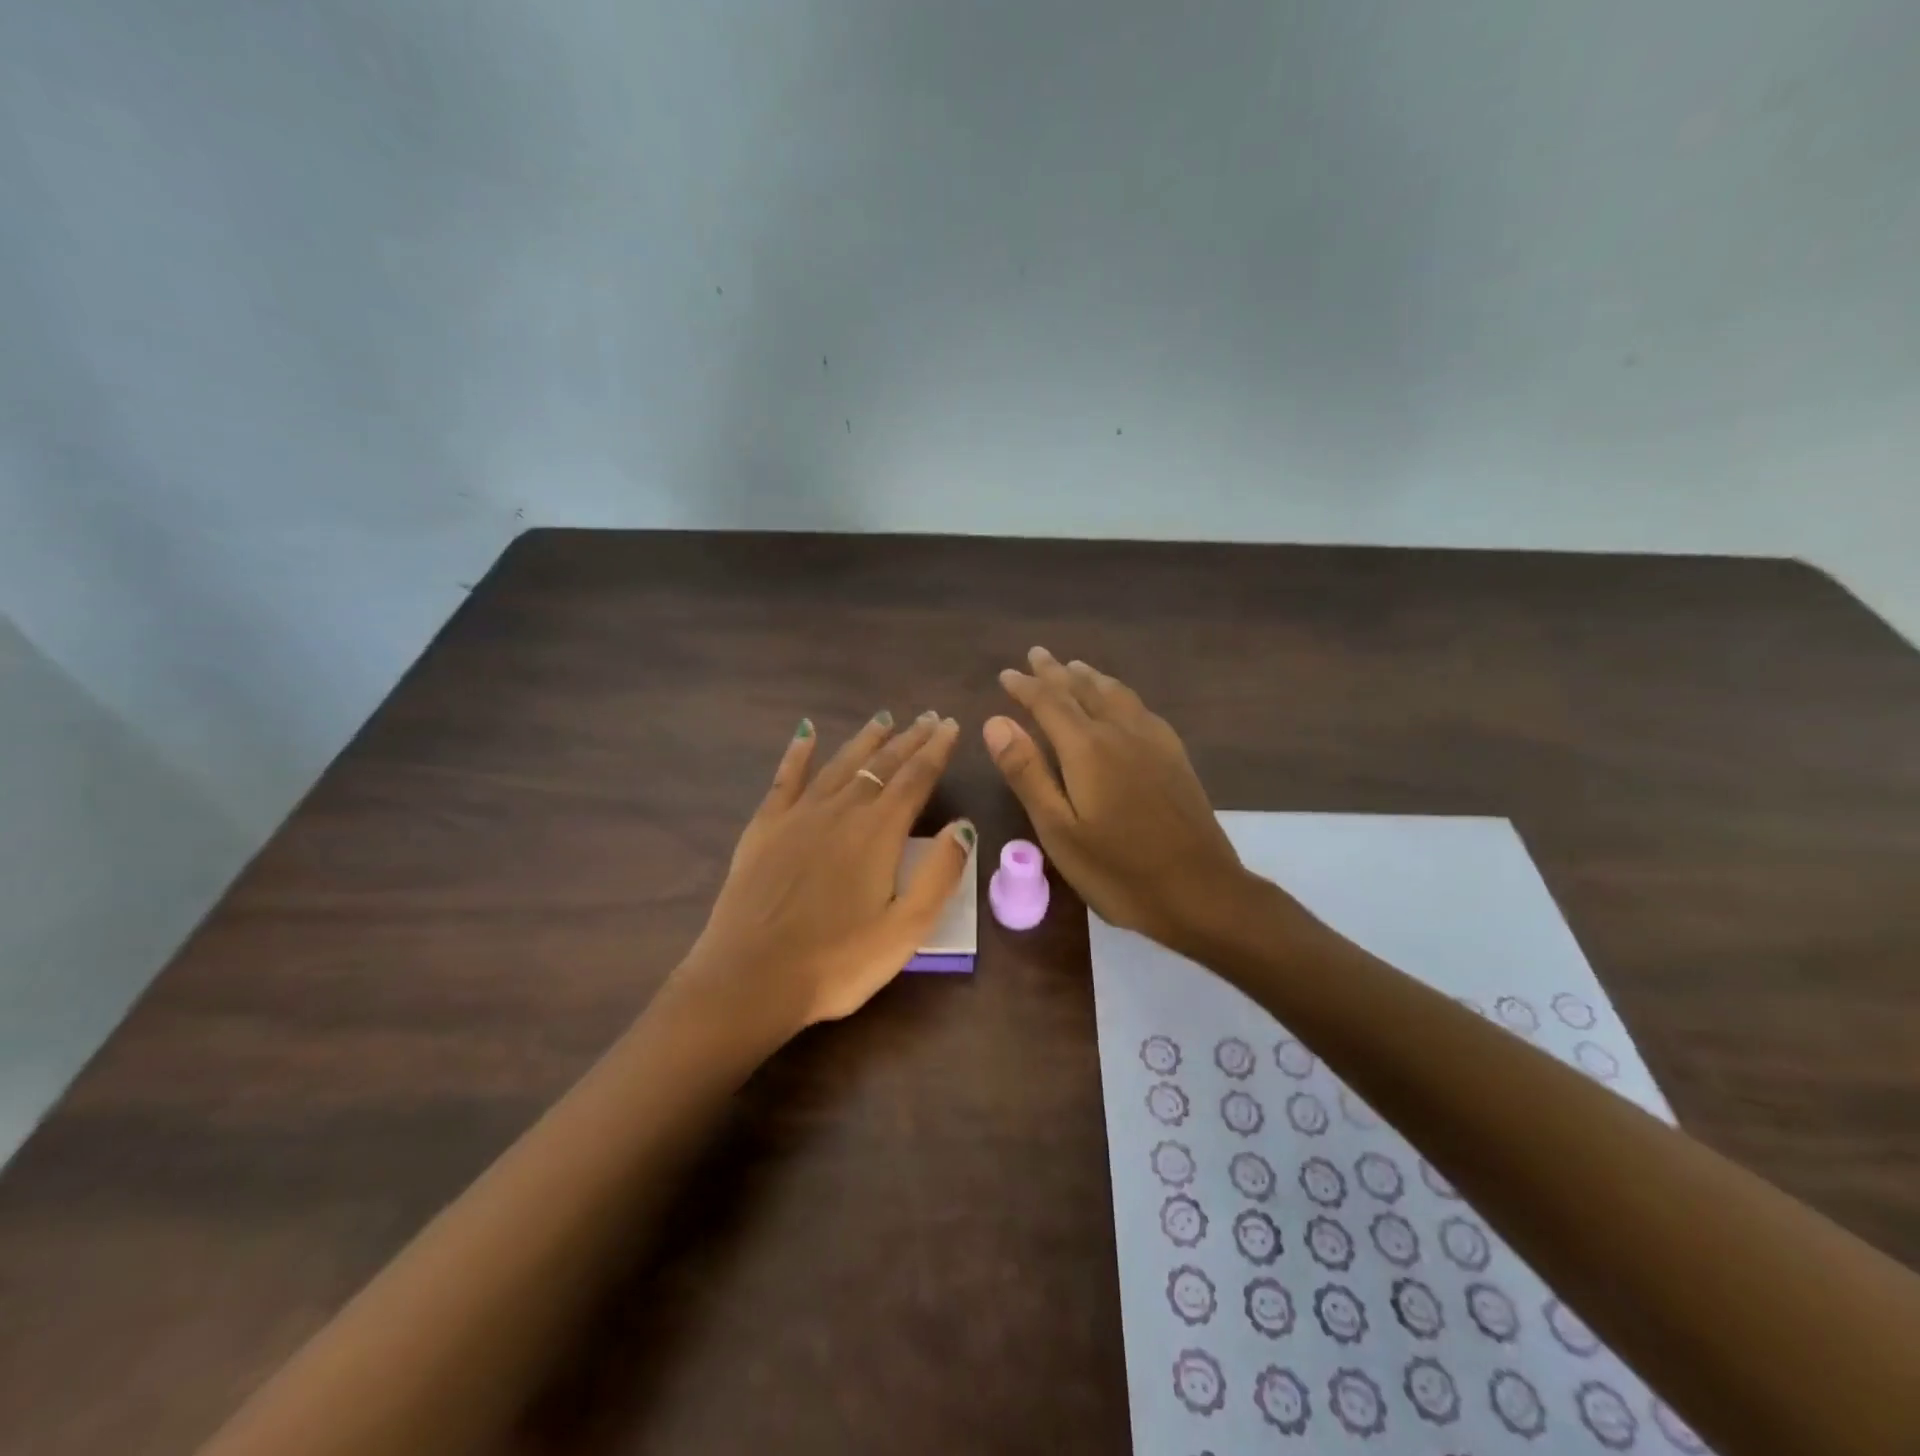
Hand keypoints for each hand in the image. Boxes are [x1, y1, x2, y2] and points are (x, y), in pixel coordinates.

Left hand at [672, 711, 975, 1031]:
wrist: (750, 979)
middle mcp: (841, 810)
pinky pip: (786, 777)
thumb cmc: (837, 962)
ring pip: (840, 764)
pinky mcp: (765, 827)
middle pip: (882, 764)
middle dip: (909, 739)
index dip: (937, 750)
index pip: (916, 778)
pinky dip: (798, 752)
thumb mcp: (906, 930)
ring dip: (865, 739)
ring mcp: (798, 815)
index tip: (951, 725)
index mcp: (879, 832)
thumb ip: (940, 874)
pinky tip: (806, 732)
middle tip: (928, 718)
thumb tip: (963, 826)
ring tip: (884, 718)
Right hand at [983, 648, 1255, 949]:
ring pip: (1116, 694)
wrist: (1200, 892)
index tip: (1006, 674)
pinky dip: (1119, 694)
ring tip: (1075, 667)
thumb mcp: (1058, 829)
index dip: (1025, 687)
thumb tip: (995, 722)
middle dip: (1056, 672)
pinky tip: (1122, 703)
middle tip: (1037, 654)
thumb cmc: (1118, 870)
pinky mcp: (1175, 757)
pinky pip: (1141, 708)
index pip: (1049, 703)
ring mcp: (1153, 742)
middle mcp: (1120, 732)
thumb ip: (1027, 772)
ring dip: (1090, 678)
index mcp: (1087, 748)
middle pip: (1083, 690)